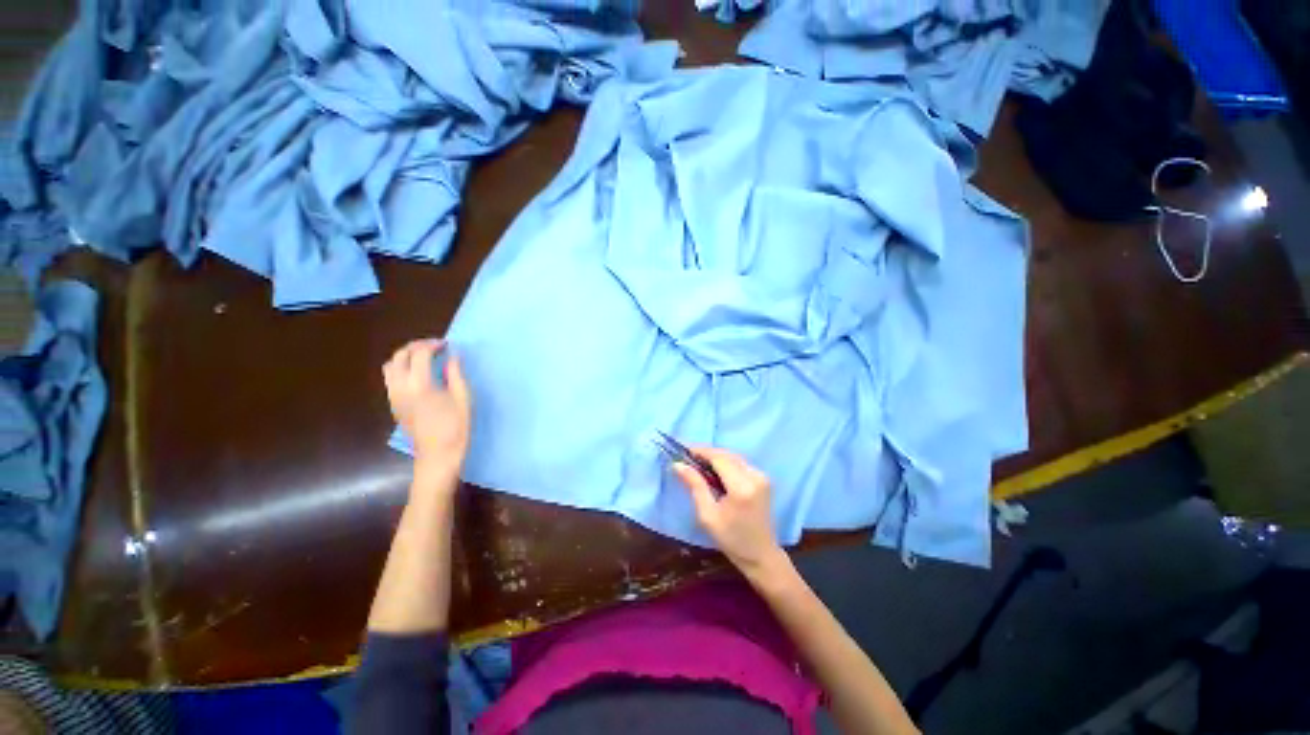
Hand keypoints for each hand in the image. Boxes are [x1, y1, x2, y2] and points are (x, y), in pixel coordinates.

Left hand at [383, 339, 471, 482]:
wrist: (437, 456)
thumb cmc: (456, 428)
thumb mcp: (463, 399)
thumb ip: (456, 374)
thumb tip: (453, 356)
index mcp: (420, 385)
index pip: (419, 354)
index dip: (432, 345)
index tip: (447, 345)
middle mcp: (400, 388)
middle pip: (400, 356)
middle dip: (416, 346)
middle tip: (435, 347)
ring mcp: (393, 396)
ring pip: (390, 366)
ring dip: (405, 356)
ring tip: (424, 357)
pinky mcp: (393, 404)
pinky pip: (390, 378)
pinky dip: (401, 368)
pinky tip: (418, 373)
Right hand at [674, 447, 784, 573]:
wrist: (761, 555)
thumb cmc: (731, 539)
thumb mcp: (708, 515)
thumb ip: (695, 486)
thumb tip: (678, 464)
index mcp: (741, 487)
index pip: (719, 458)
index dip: (700, 451)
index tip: (683, 450)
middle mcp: (754, 476)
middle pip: (727, 454)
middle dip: (707, 453)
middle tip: (688, 457)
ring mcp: (762, 476)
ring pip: (734, 457)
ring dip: (716, 457)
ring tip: (698, 463)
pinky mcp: (763, 479)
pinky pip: (740, 463)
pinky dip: (726, 463)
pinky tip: (714, 471)